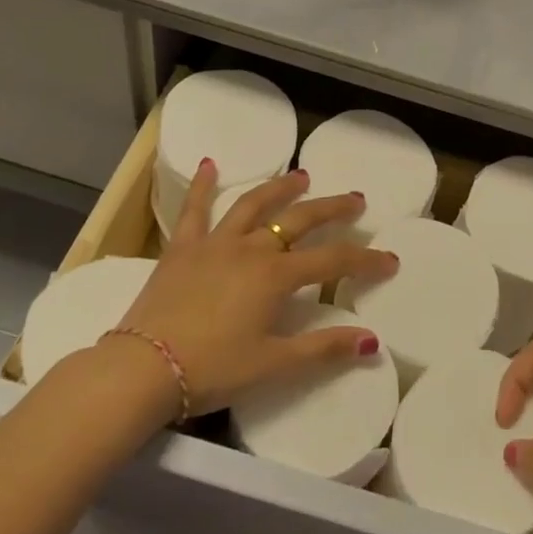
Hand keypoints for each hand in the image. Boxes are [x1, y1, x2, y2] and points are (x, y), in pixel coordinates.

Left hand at [110, 160, 398, 416]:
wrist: (142, 368)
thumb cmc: (212, 369)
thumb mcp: (272, 364)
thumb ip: (322, 349)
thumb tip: (372, 341)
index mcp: (276, 277)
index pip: (333, 262)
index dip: (366, 260)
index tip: (390, 259)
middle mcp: (251, 249)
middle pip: (299, 220)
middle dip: (332, 208)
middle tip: (355, 199)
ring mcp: (215, 243)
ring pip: (254, 204)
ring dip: (280, 188)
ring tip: (301, 176)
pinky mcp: (182, 247)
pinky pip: (195, 209)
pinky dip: (204, 185)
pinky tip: (211, 163)